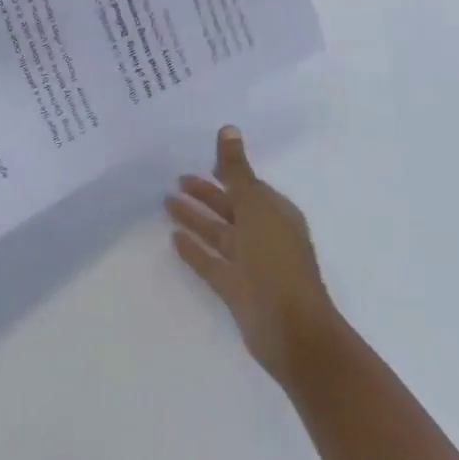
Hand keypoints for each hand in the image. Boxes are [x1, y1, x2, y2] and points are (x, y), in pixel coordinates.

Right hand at [165, 125, 340, 383]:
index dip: (226, 172)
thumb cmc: (276, 259)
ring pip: (218, 233)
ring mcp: (250, 264)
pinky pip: (211, 262)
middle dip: (206, 193)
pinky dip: (195, 250)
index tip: (200, 158)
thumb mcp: (255, 206)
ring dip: (195, 218)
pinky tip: (174, 238)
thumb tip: (229, 128)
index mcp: (275, 213)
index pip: (247, 185)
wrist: (292, 331)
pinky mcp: (236, 289)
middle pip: (230, 207)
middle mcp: (264, 235)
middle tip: (176, 178)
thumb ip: (236, 170)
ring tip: (166, 202)